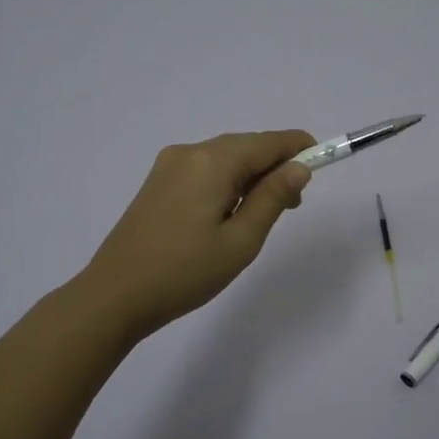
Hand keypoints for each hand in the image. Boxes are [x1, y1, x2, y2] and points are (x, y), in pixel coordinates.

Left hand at [77, 130, 315, 340]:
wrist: (114, 296)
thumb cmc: (184, 272)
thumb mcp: (240, 241)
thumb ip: (272, 198)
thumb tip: (299, 168)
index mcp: (212, 162)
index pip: (267, 142)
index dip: (299, 147)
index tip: (324, 159)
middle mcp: (189, 152)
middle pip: (245, 146)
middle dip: (275, 165)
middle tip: (293, 204)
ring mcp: (168, 166)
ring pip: (224, 158)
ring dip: (251, 175)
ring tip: (264, 213)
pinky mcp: (157, 183)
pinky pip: (204, 170)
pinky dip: (227, 181)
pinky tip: (230, 211)